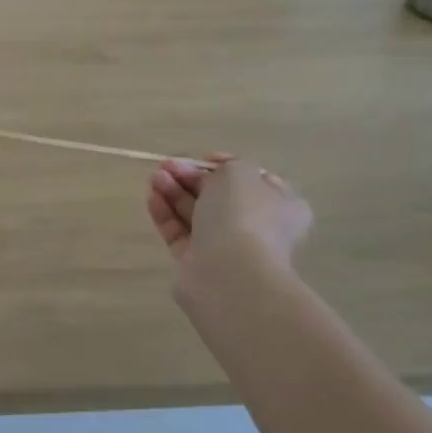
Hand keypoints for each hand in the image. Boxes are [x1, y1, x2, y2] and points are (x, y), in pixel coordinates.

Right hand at [147, 155, 312, 298]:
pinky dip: (165, 213)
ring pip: (195, 213)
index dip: (224, 166)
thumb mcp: (239, 173)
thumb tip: (209, 176)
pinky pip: (178, 232)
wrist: (230, 274)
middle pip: (218, 195)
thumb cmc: (244, 216)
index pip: (251, 180)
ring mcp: (224, 246)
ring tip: (154, 177)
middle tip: (167, 166)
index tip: (203, 159)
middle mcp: (255, 226)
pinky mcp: (195, 262)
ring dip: (174, 192)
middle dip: (190, 177)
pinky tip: (152, 196)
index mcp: (279, 205)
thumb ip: (224, 167)